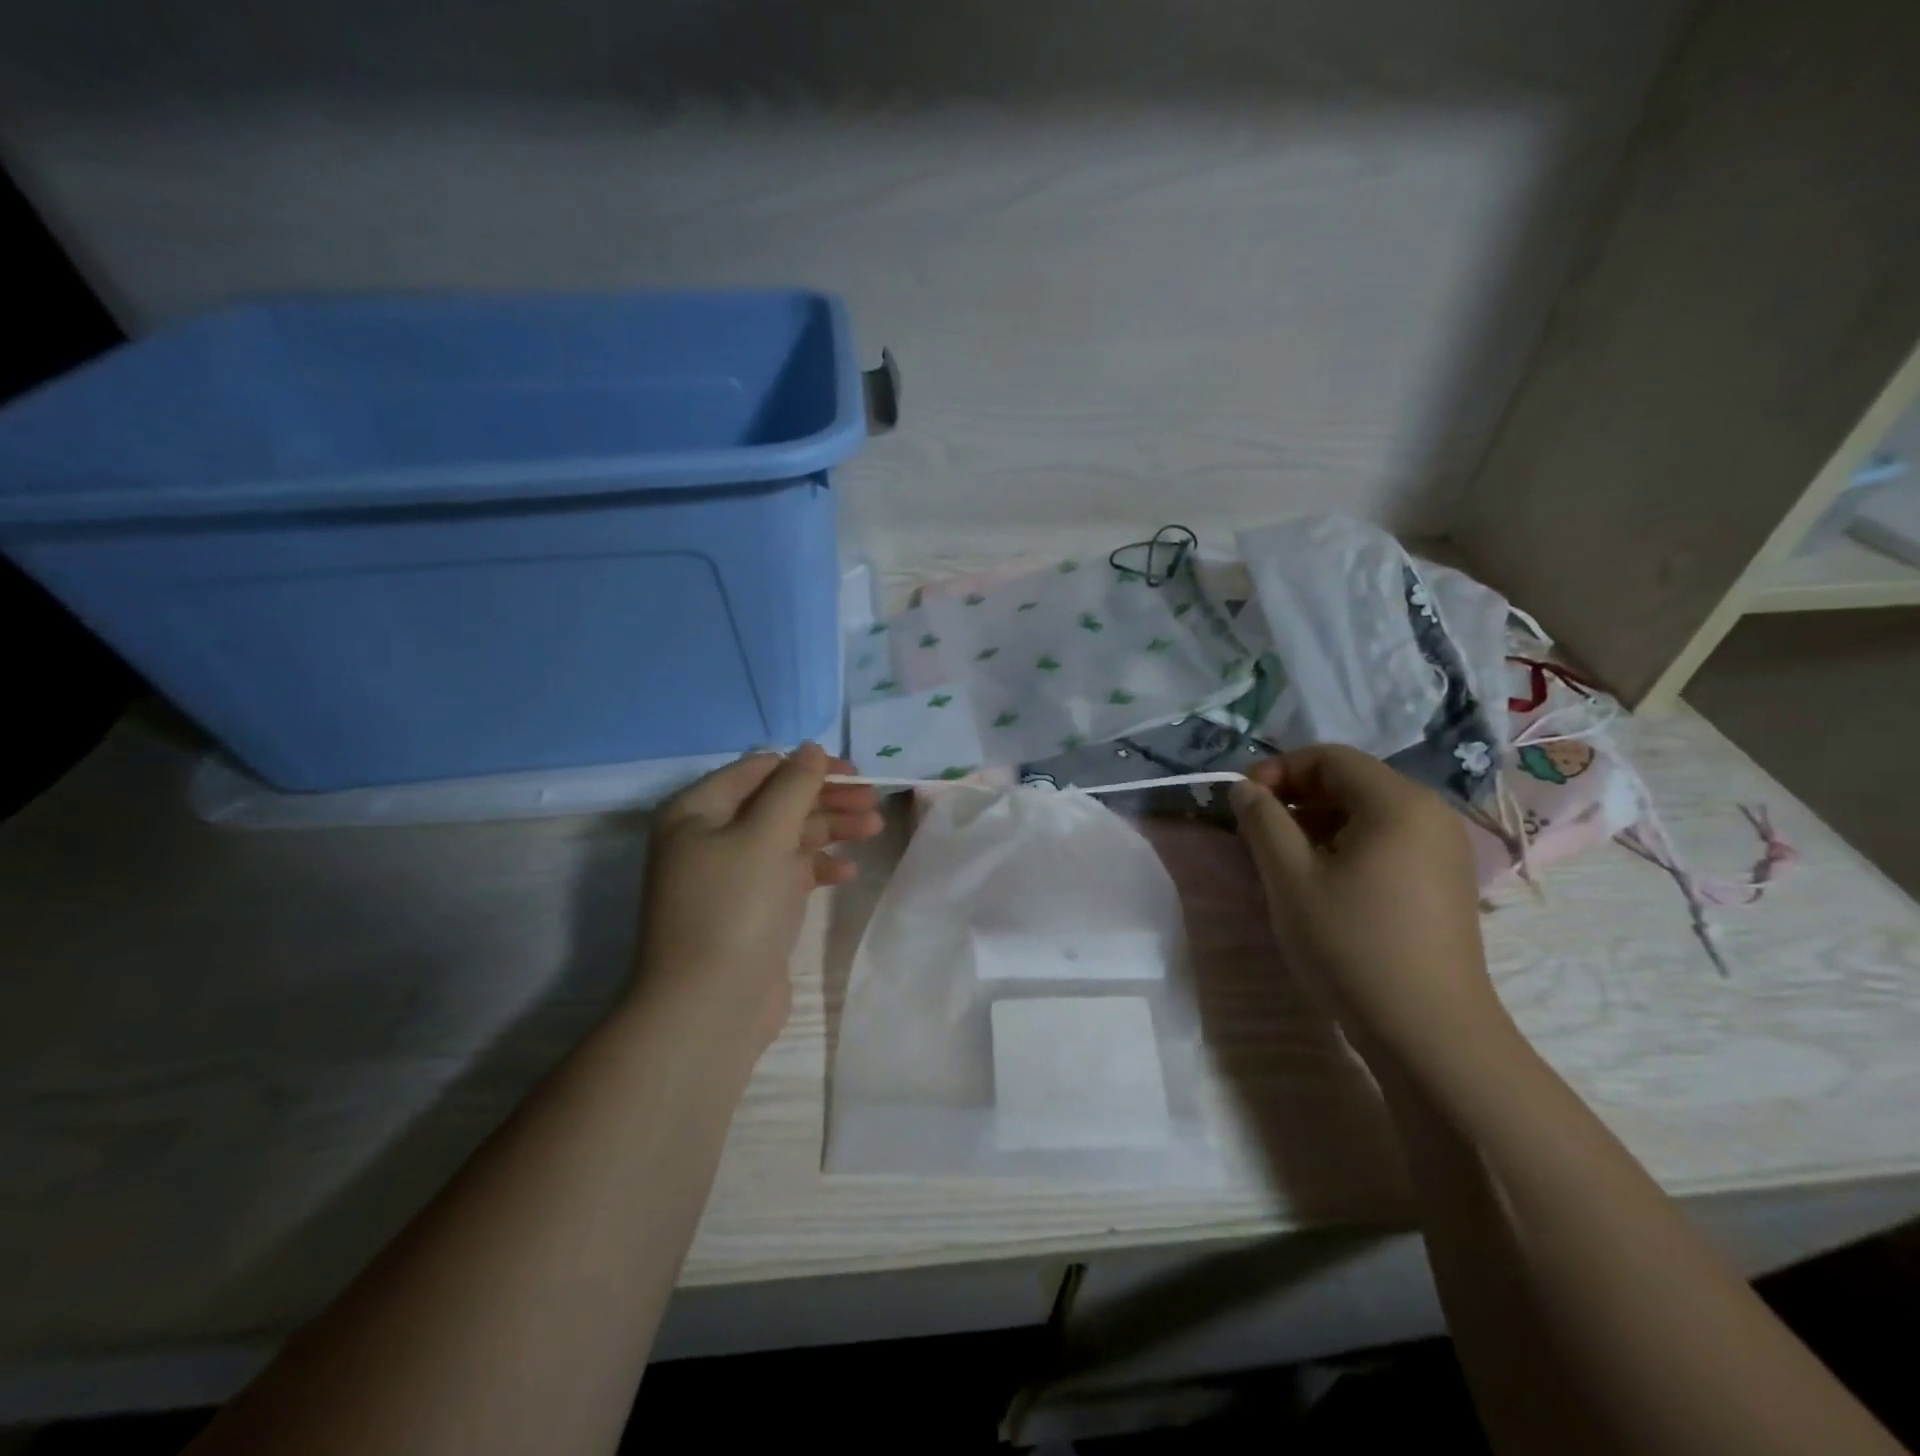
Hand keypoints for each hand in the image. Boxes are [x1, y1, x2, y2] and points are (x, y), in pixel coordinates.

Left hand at [636, 744, 882, 1057]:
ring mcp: (729, 875)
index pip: (760, 769)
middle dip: (826, 799)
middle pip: (776, 802)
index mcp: (697, 810)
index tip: (854, 773)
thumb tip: (810, 748)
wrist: (710, 1007)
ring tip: (874, 828)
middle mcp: (708, 836)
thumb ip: (793, 787)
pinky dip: (816, 867)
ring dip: (829, 829)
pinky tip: (847, 871)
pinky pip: (786, 873)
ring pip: (786, 836)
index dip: (808, 767)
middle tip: (873, 802)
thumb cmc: (735, 907)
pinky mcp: (749, 908)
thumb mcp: (766, 835)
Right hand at [1229, 745, 1501, 1060]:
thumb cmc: (1352, 945)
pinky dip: (1346, 845)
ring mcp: (1445, 849)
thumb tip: (1244, 789)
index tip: (1241, 802)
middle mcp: (1431, 813)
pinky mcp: (1445, 881)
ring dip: (1318, 822)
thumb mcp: (1290, 878)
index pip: (1329, 757)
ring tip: (1282, 858)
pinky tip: (1322, 881)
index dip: (1277, 769)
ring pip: (1367, 812)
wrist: (1429, 1033)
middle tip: (1256, 830)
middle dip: (1296, 796)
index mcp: (1398, 802)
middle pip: (1351, 781)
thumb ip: (1262, 821)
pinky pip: (1387, 841)